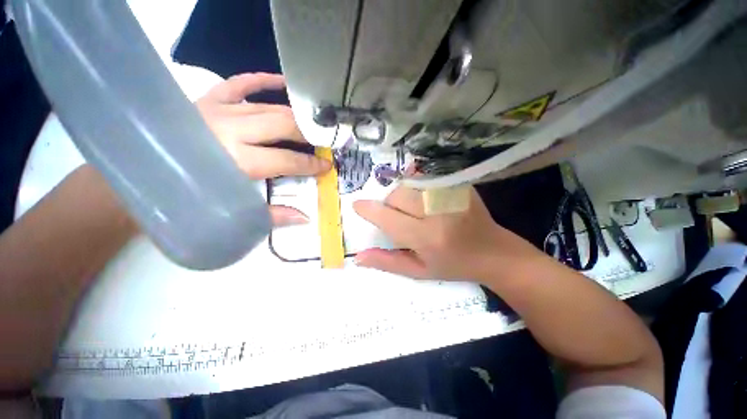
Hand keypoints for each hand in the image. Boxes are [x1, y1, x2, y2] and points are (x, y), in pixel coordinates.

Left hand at [196, 73, 330, 226]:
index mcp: (237, 160)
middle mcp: (231, 130)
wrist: (141, 173)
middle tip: (323, 142)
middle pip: (283, 125)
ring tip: (311, 123)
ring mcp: (219, 109)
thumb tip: (304, 218)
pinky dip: (262, 80)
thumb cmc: (187, 197)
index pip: (288, 160)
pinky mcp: (207, 98)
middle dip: (309, 134)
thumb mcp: (232, 211)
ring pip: (269, 106)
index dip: (312, 164)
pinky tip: (282, 81)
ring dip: (294, 115)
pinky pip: (240, 83)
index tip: (327, 165)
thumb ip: (272, 214)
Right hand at [353, 186, 543, 280]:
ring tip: (414, 209)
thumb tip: (358, 256)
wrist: (493, 252)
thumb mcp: (419, 271)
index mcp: (426, 237)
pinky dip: (417, 184)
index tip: (358, 206)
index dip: (369, 210)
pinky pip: (426, 176)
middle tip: (398, 217)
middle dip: (390, 205)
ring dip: (403, 195)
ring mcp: (450, 194)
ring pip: (409, 184)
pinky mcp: (459, 185)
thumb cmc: (453, 265)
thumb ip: (387, 262)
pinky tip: (424, 198)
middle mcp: (437, 212)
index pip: (387, 217)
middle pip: (397, 195)